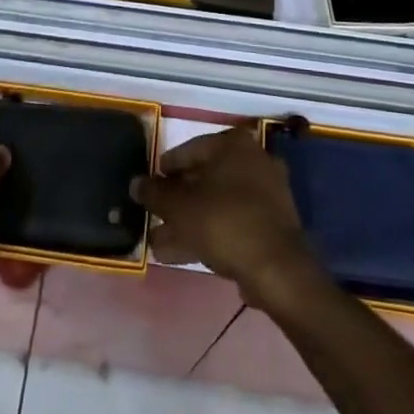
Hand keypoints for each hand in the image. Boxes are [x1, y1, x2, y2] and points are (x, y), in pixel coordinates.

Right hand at [132, 126, 320, 312]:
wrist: (277, 268)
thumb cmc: (224, 221)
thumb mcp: (180, 206)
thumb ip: (154, 193)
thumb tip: (136, 183)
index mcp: (234, 145)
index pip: (190, 149)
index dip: (166, 169)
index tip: (150, 185)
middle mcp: (254, 160)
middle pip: (205, 178)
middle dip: (177, 201)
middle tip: (155, 216)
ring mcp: (267, 193)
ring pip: (217, 203)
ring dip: (189, 221)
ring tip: (160, 242)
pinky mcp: (272, 223)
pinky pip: (232, 221)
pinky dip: (209, 232)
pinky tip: (182, 253)